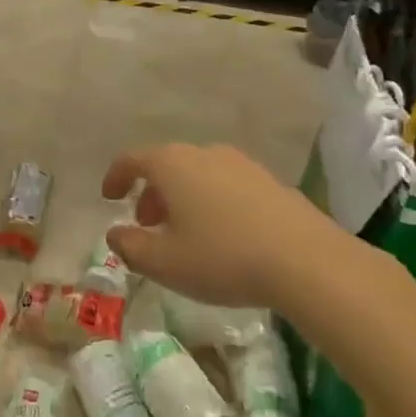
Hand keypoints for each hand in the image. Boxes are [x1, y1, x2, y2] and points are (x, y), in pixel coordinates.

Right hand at [101, 143, 340, 309]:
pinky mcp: (269, 181)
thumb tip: (115, 233)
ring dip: (182, 198)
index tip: (109, 197)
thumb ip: (130, 246)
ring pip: (198, 174)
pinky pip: (226, 184)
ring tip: (184, 233)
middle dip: (150, 192)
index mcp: (172, 164)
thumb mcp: (164, 263)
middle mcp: (204, 153)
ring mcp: (241, 164)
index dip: (115, 177)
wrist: (306, 261)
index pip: (132, 159)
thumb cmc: (222, 257)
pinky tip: (222, 235)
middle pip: (166, 165)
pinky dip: (211, 201)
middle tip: (147, 224)